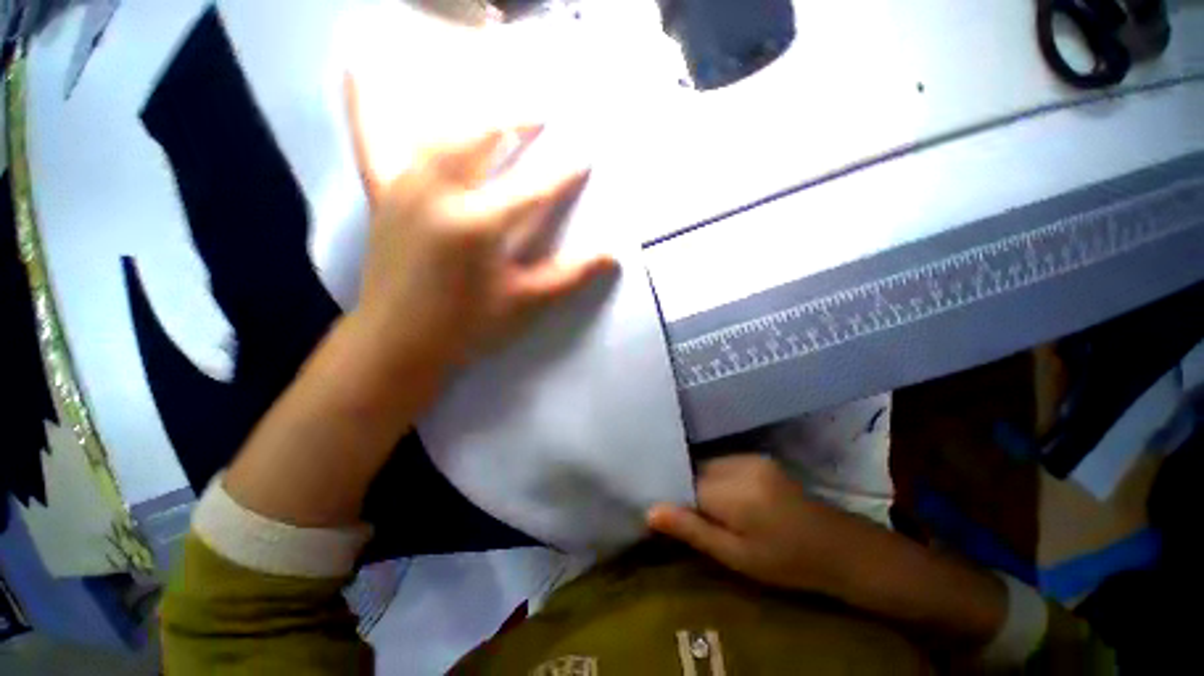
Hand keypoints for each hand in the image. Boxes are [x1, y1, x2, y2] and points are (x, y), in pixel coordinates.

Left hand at [344, 75, 616, 369]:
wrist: (397, 342)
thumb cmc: (466, 326)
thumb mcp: (524, 304)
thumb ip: (569, 276)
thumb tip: (612, 256)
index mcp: (478, 225)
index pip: (533, 189)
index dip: (563, 173)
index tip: (584, 155)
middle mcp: (439, 194)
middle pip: (483, 140)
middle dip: (517, 122)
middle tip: (542, 114)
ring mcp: (405, 189)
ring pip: (440, 133)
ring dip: (474, 115)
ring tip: (497, 110)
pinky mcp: (382, 196)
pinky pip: (371, 140)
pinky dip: (367, 102)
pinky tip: (358, 66)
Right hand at [648, 455, 871, 595]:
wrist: (837, 547)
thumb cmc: (785, 562)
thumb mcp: (735, 556)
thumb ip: (692, 530)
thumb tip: (650, 510)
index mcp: (732, 492)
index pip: (684, 483)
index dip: (676, 498)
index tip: (674, 516)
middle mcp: (738, 465)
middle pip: (696, 470)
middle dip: (690, 489)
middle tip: (698, 516)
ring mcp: (750, 458)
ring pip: (709, 465)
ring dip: (705, 483)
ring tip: (717, 510)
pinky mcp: (758, 457)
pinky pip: (724, 462)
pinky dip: (719, 477)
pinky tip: (732, 498)